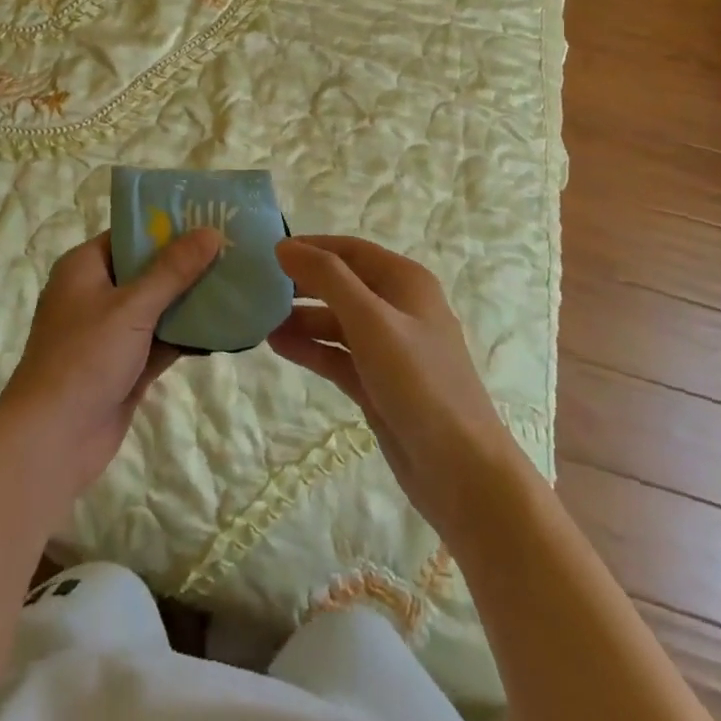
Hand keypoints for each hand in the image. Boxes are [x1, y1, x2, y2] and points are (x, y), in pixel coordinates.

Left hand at [0, 228, 222, 502]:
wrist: (52, 442)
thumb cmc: (84, 358)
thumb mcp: (132, 307)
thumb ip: (173, 270)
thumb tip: (210, 231)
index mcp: (85, 267)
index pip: (131, 234)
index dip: (168, 224)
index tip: (210, 216)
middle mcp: (96, 293)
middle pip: (148, 269)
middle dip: (187, 263)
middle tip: (234, 249)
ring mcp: (111, 332)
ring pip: (158, 306)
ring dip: (192, 299)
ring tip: (238, 282)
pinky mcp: (126, 365)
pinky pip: (161, 339)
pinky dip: (187, 334)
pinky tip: (225, 327)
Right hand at [270, 235, 521, 541]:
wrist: (463, 474)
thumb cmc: (420, 383)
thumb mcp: (371, 320)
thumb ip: (327, 278)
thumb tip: (284, 246)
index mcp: (406, 282)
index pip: (350, 250)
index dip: (311, 247)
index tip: (268, 253)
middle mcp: (399, 308)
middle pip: (342, 284)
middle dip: (303, 284)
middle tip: (257, 287)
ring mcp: (390, 349)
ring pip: (337, 322)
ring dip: (302, 318)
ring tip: (259, 320)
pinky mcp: (379, 384)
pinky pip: (338, 355)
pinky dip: (311, 348)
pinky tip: (278, 346)